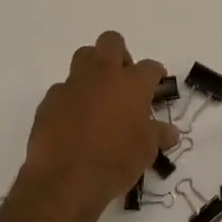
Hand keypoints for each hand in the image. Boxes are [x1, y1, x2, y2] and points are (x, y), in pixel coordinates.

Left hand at [19, 31, 176, 217]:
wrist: (66, 179)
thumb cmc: (116, 162)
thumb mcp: (146, 151)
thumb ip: (158, 135)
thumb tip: (171, 131)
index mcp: (132, 83)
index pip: (150, 67)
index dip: (155, 74)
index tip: (156, 84)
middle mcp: (103, 74)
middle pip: (111, 42)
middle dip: (119, 54)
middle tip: (123, 78)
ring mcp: (73, 84)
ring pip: (83, 56)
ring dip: (92, 68)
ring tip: (98, 93)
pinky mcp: (50, 99)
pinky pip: (63, 88)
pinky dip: (71, 97)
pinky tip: (73, 118)